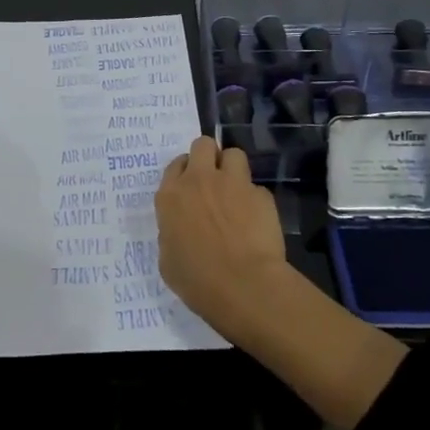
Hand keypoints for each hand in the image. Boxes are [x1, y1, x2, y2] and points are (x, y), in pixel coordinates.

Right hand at [155, 136, 288, 339]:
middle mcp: (200, 180)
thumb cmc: (198, 281)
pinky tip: (256, 221)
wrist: (244, 285)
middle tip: (211, 179)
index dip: (184, 172)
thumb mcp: (168, 261)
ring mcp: (233, 183)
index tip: (189, 187)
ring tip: (235, 191)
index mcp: (171, 196)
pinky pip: (256, 188)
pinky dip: (254, 200)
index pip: (175, 165)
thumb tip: (180, 229)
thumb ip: (171, 234)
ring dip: (232, 169)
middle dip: (208, 156)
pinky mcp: (261, 195)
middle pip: (203, 144)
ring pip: (233, 154)